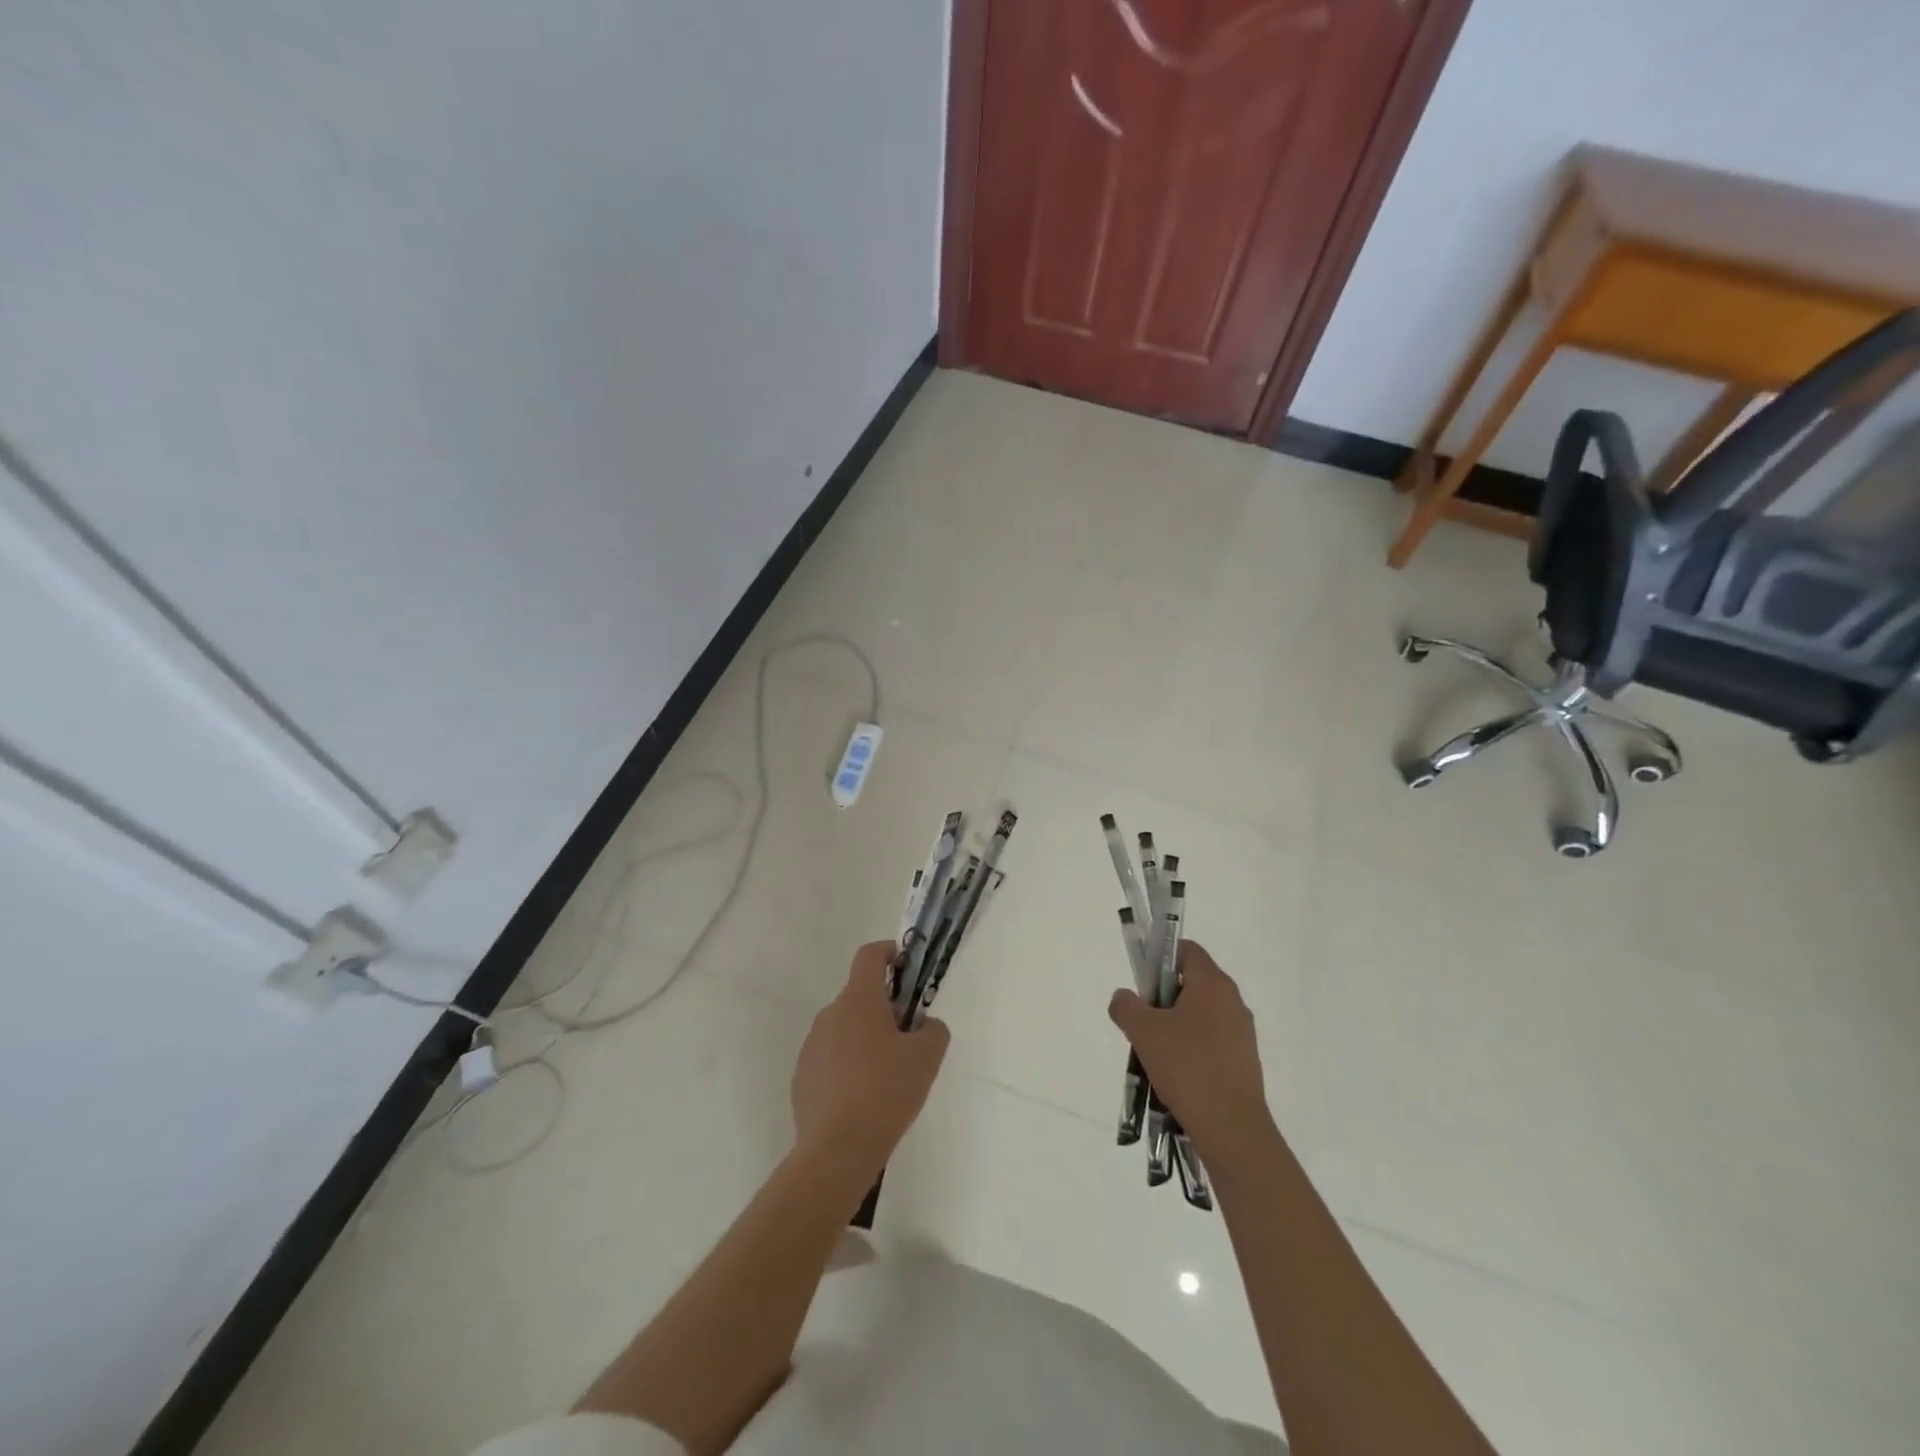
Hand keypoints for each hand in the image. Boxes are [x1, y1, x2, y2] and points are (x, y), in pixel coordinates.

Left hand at [791, 941, 949, 1181]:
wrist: (837, 1150)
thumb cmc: (886, 1093)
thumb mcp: (927, 1057)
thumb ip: (933, 1029)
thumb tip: (922, 1026)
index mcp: (859, 1000)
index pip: (870, 955)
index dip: (890, 952)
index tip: (907, 968)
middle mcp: (830, 1014)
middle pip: (861, 996)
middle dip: (885, 1008)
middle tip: (908, 1039)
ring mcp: (812, 1045)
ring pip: (846, 1028)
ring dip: (866, 1039)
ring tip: (887, 1078)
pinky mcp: (803, 1075)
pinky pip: (832, 1057)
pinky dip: (848, 1066)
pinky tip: (862, 1099)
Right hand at [1108, 941, 1277, 1166]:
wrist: (1232, 1129)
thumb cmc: (1187, 1068)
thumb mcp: (1143, 1032)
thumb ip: (1126, 1006)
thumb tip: (1124, 997)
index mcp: (1213, 984)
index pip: (1186, 950)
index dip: (1160, 958)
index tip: (1142, 983)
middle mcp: (1232, 1001)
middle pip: (1191, 983)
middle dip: (1163, 997)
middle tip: (1143, 1022)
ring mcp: (1242, 1032)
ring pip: (1200, 1014)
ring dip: (1175, 1026)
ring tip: (1156, 1054)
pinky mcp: (1244, 1060)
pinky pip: (1211, 1040)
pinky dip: (1191, 1048)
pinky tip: (1176, 1074)